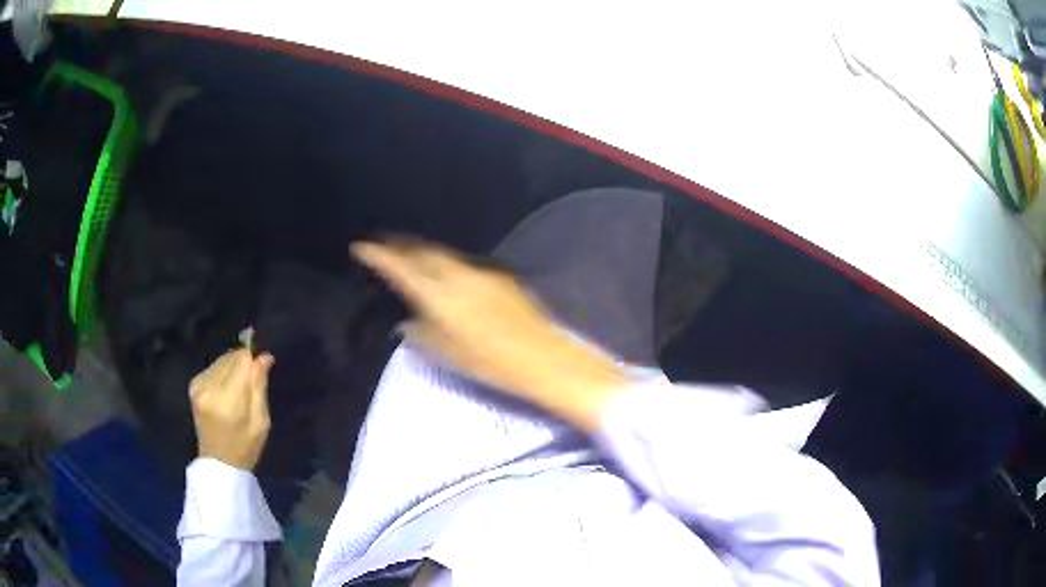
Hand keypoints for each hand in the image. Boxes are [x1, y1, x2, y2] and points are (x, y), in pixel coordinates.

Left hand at [189, 348, 274, 470]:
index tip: (260, 373)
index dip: (253, 362)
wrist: (218, 463)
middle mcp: (209, 386)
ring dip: (232, 370)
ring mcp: (198, 385)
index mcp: (227, 399)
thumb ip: (259, 386)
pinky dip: (222, 375)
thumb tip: (264, 356)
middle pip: (230, 357)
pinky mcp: (193, 385)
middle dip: (243, 365)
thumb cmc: (245, 447)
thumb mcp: (261, 421)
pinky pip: (213, 368)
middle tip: (250, 389)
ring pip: (221, 360)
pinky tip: (225, 393)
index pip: (241, 359)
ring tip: (237, 392)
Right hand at [351, 238, 629, 430]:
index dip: (378, 255)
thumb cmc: (491, 363)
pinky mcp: (500, 276)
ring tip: (409, 255)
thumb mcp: (447, 353)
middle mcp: (459, 274)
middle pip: (423, 251)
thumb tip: (407, 321)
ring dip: (424, 252)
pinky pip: (463, 263)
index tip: (361, 247)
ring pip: (444, 254)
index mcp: (441, 294)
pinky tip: (445, 272)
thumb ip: (421, 332)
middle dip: (401, 245)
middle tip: (384, 245)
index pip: (402, 266)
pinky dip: (446, 262)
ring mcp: (482, 272)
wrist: (543, 357)